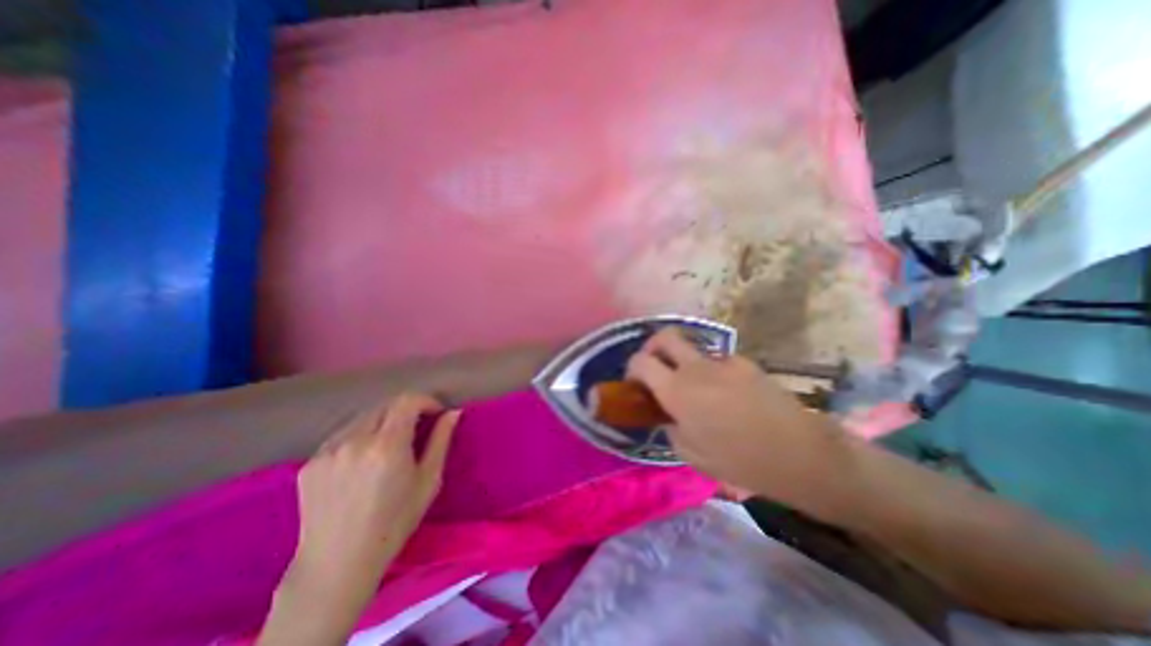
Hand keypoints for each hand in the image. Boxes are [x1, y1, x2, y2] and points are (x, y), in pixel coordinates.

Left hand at [261, 393, 455, 645]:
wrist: (337, 564)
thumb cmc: (394, 522)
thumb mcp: (428, 480)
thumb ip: (441, 440)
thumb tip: (453, 412)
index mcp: (387, 445)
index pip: (407, 400)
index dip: (426, 401)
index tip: (436, 413)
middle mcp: (355, 440)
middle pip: (385, 405)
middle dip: (406, 409)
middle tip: (417, 427)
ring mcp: (328, 451)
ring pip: (363, 417)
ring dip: (383, 421)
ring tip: (390, 443)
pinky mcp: (309, 462)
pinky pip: (342, 434)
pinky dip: (360, 435)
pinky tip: (363, 458)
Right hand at [626, 327, 841, 497]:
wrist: (801, 454)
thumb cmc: (740, 461)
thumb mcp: (692, 454)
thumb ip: (671, 427)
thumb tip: (668, 415)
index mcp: (677, 390)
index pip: (641, 361)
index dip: (632, 368)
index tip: (635, 383)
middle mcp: (696, 368)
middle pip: (665, 336)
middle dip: (653, 347)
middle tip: (656, 367)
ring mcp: (723, 362)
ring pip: (692, 350)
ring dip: (685, 364)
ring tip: (699, 391)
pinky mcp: (745, 363)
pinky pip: (718, 362)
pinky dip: (712, 373)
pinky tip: (727, 396)